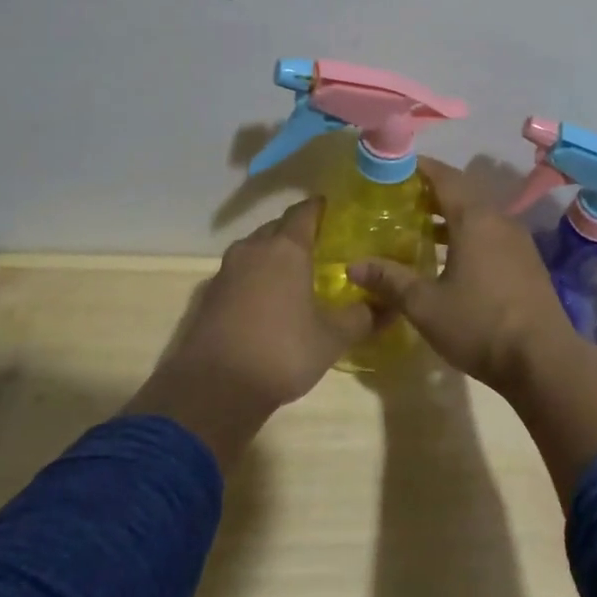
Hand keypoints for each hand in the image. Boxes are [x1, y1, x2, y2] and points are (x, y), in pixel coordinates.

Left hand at [128, 198, 373, 469]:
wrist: (215, 388)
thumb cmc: (282, 351)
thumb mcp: (332, 338)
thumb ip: (361, 317)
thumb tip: (387, 307)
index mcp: (286, 248)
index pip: (304, 211)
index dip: (320, 208)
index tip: (333, 212)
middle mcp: (253, 249)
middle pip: (277, 227)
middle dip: (296, 233)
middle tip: (319, 248)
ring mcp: (226, 271)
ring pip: (254, 250)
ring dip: (272, 256)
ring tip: (294, 275)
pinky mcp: (209, 295)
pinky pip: (238, 274)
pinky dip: (254, 278)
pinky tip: (266, 302)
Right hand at [349, 158, 576, 394]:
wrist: (543, 360)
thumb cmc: (480, 324)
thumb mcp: (425, 304)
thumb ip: (390, 280)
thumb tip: (352, 266)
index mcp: (475, 218)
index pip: (444, 177)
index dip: (419, 168)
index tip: (393, 168)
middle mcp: (499, 220)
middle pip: (462, 193)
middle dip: (430, 192)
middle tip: (398, 199)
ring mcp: (517, 241)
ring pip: (478, 215)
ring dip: (449, 216)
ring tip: (417, 227)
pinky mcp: (526, 262)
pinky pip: (490, 234)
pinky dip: (466, 234)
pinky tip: (449, 257)